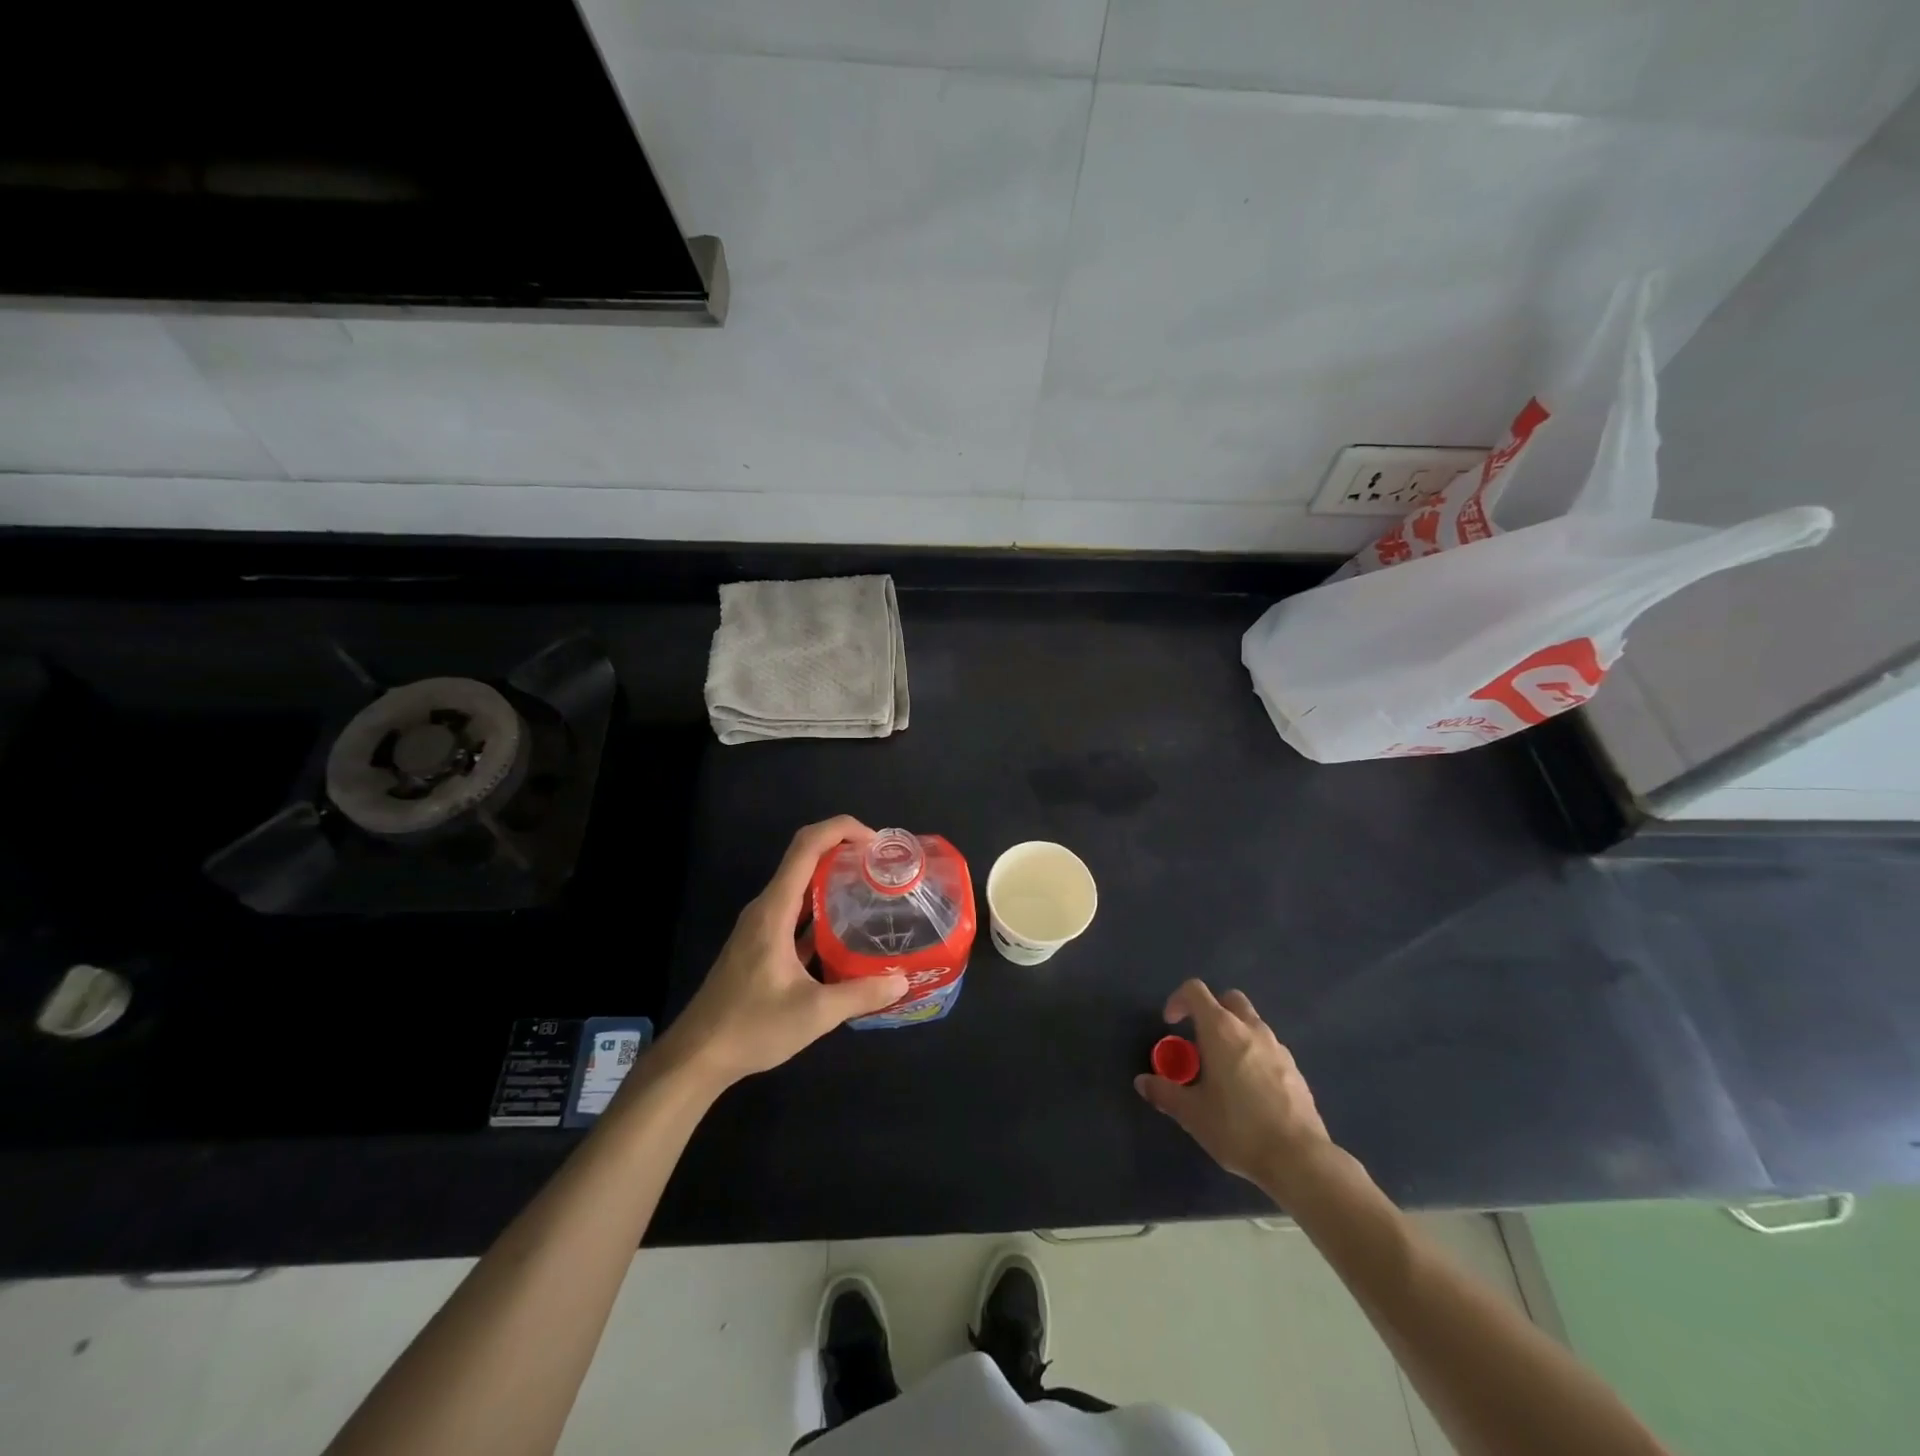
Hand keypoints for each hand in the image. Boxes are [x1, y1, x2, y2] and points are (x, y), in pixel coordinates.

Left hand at [664, 816, 908, 1090]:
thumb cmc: (751, 1027)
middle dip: (844, 851)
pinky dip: (822, 909)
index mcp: (774, 909)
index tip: (876, 842)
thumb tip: (902, 980)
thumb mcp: (814, 1013)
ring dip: (834, 879)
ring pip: (801, 886)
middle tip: (883, 867)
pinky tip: (848, 930)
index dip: (841, 829)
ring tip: (874, 891)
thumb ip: (861, 994)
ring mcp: (761, 927)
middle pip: (805, 858)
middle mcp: (766, 908)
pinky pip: (796, 912)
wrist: (697, 1057)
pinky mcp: (761, 946)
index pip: (806, 846)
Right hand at [1134, 979, 1335, 1198]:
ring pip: (1252, 1023)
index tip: (1170, 1024)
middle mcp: (1250, 1029)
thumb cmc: (1237, 1128)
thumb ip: (1164, 1093)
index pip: (1195, 991)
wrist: (1299, 1158)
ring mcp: (1277, 1047)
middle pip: (1229, 999)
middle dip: (1211, 1011)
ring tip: (1224, 1069)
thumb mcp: (1192, 1114)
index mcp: (1221, 1030)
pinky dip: (1254, 1054)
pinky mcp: (1295, 1069)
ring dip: (1234, 1033)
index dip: (1178, 1000)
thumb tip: (1142, 1082)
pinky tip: (1250, 1089)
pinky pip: (1268, 1048)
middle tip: (1199, 1041)